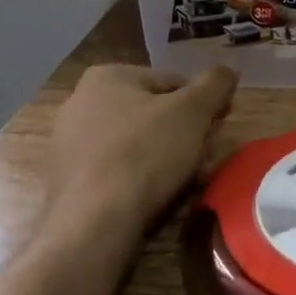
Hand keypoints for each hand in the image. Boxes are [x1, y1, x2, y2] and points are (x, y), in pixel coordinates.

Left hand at [45, 64, 238, 232]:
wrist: (93, 224)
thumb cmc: (144, 153)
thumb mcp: (193, 111)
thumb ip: (215, 84)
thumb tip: (228, 70)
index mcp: (108, 76)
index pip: (171, 83)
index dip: (202, 104)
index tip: (217, 128)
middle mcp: (80, 102)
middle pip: (151, 113)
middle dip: (181, 134)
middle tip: (203, 158)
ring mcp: (69, 144)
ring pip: (135, 144)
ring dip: (163, 158)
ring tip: (185, 182)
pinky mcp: (66, 181)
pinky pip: (115, 171)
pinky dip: (137, 179)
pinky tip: (155, 198)